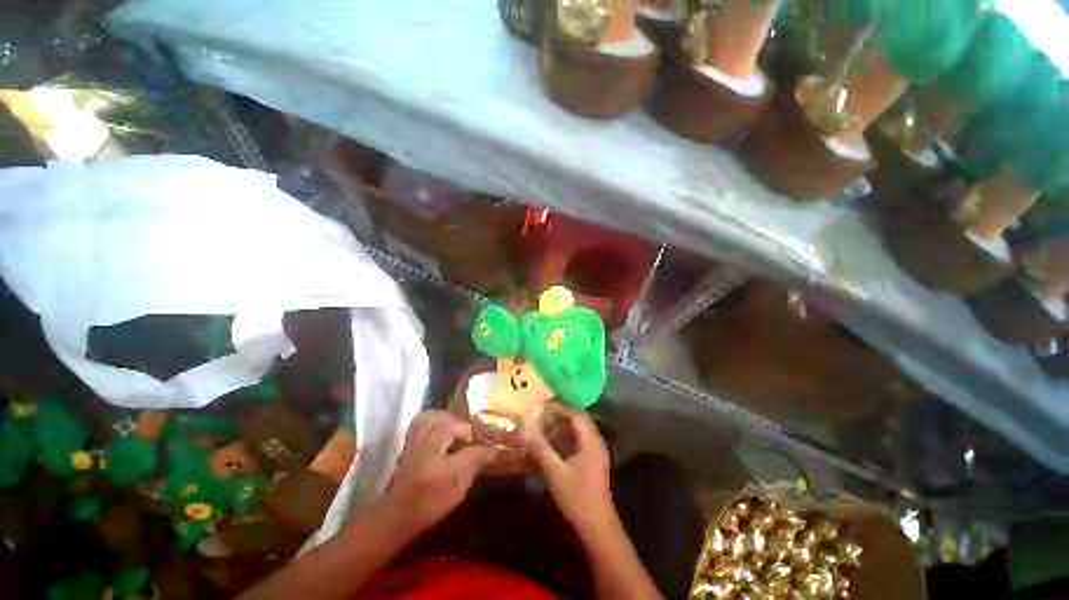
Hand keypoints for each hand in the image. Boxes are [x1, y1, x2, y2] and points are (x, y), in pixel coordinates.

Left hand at [381, 410, 495, 536]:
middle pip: (447, 424)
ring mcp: (415, 443)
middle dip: (464, 427)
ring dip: (449, 418)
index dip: (481, 447)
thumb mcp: (456, 493)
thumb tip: (492, 450)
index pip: (466, 450)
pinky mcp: (410, 442)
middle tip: (472, 437)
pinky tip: (443, 423)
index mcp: (438, 467)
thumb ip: (473, 467)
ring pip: (433, 417)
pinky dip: (435, 417)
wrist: (394, 516)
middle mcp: (425, 450)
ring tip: (458, 428)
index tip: (491, 447)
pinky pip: (421, 419)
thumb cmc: (428, 507)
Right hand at [524, 407, 613, 533]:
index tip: (544, 407)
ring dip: (564, 426)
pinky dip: (567, 438)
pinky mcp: (593, 461)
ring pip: (580, 431)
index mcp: (591, 442)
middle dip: (561, 416)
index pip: (577, 415)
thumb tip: (526, 430)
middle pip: (579, 421)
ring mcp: (596, 452)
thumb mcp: (556, 472)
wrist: (597, 525)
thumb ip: (541, 449)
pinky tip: (554, 443)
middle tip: (543, 415)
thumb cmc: (577, 497)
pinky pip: (580, 441)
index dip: (560, 409)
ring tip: (546, 426)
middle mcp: (596, 443)